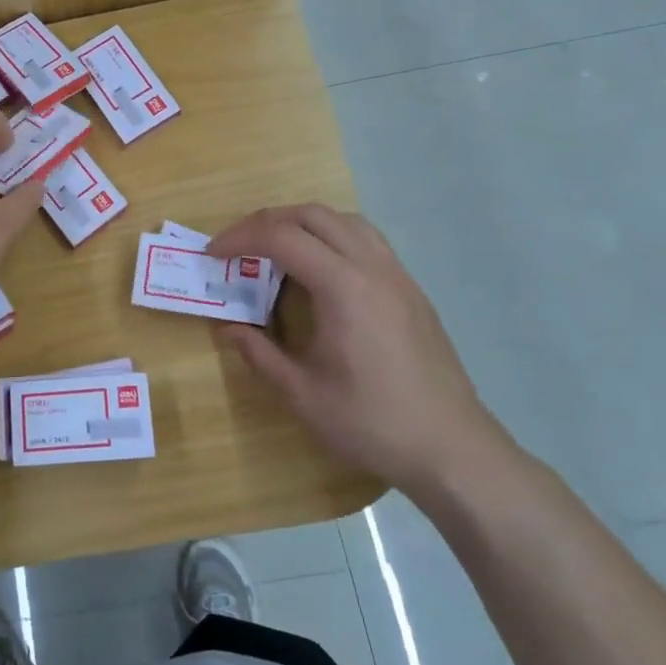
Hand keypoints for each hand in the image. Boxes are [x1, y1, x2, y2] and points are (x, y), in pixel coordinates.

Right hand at [208, 205, 499, 493]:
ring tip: (276, 249)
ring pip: (345, 221)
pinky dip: (332, 237)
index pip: (282, 238)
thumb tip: (227, 328)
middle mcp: (372, 268)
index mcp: (343, 287)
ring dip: (303, 223)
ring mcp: (398, 276)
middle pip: (313, 215)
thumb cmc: (372, 422)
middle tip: (238, 246)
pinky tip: (321, 271)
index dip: (240, 238)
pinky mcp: (411, 290)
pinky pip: (367, 240)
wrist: (453, 449)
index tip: (213, 254)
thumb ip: (259, 354)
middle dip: (267, 221)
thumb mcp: (303, 394)